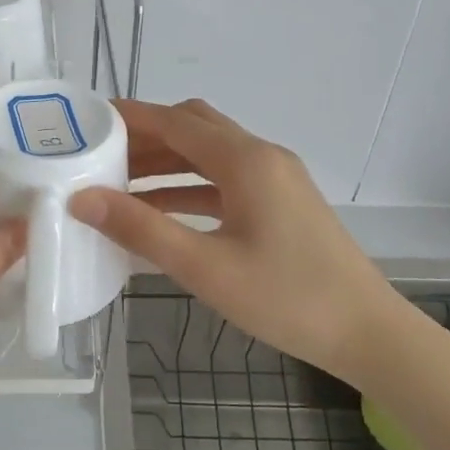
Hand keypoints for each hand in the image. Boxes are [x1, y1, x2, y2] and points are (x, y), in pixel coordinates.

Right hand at [69, 98, 408, 381]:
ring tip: (118, 183)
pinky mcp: (281, 202)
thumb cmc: (286, 298)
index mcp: (245, 160)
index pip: (175, 121)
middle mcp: (261, 156)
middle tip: (99, 154)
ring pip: (209, 154)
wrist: (367, 333)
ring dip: (166, 163)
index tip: (87, 120)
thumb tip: (82, 199)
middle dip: (145, 136)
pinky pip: (224, 180)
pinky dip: (189, 187)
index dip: (130, 117)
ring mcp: (276, 178)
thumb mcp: (205, 267)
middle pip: (193, 128)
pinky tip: (160, 212)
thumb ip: (141, 229)